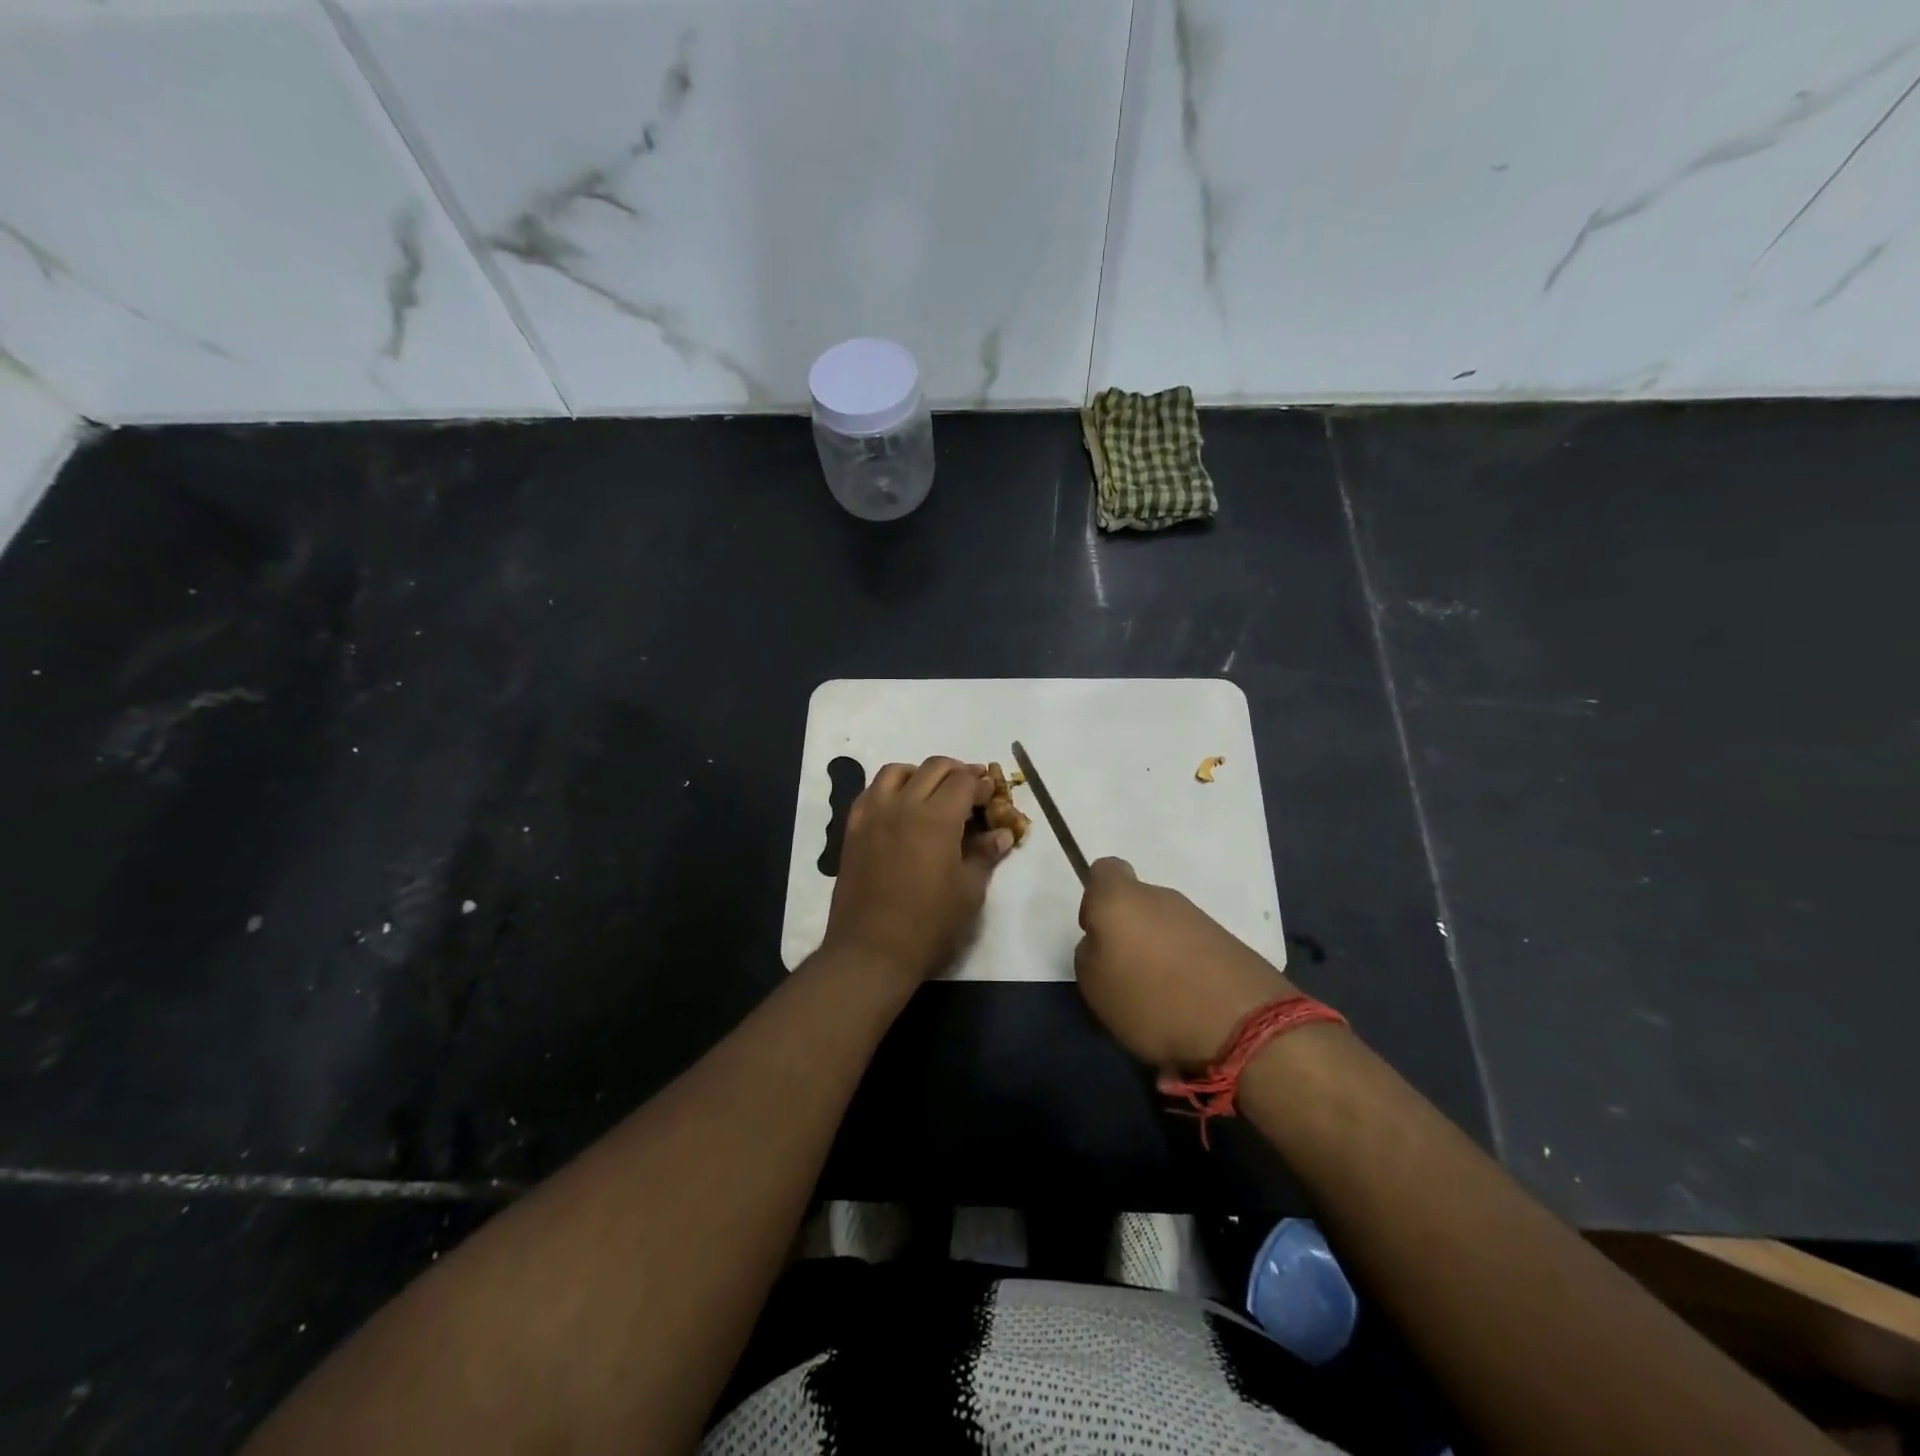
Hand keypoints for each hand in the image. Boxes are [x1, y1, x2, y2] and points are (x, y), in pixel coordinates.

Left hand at [821, 757, 1015, 985]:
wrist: (871, 951)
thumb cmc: (929, 924)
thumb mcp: (969, 892)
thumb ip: (985, 855)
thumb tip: (1002, 833)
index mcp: (937, 818)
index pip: (964, 782)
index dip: (982, 784)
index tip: (991, 795)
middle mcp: (903, 805)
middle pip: (933, 768)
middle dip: (957, 772)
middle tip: (971, 789)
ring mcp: (873, 815)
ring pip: (897, 771)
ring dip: (920, 773)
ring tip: (933, 791)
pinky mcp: (853, 829)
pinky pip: (871, 792)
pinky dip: (890, 789)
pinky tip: (899, 807)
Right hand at [1074, 858, 1296, 1070]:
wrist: (1244, 1024)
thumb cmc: (1152, 999)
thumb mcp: (1094, 985)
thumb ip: (1089, 952)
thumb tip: (1103, 943)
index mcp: (1121, 898)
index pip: (1103, 870)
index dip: (1094, 899)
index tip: (1096, 934)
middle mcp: (1161, 897)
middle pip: (1136, 903)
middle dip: (1130, 933)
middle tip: (1125, 976)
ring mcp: (1199, 918)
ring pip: (1165, 927)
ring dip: (1159, 953)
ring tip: (1159, 999)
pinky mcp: (1228, 942)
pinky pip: (1192, 948)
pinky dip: (1186, 969)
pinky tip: (1188, 1004)